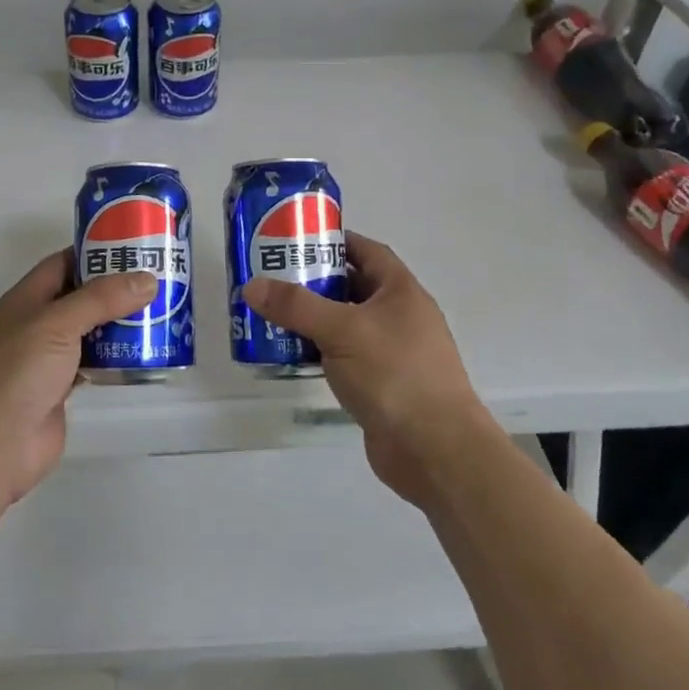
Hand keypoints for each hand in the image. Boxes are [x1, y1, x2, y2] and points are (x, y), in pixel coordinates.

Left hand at [0, 249, 157, 507]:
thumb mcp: (57, 324)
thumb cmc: (17, 373)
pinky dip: (115, 356)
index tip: (136, 246)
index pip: (64, 262)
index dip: (96, 251)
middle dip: (116, 287)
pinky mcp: (60, 389)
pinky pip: (93, 362)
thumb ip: (101, 299)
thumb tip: (147, 279)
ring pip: (89, 330)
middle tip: (160, 279)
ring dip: (119, 323)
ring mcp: (47, 358)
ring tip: (161, 312)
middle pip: (80, 296)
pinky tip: (143, 353)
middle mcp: (36, 323)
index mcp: (26, 298)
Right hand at [242, 233, 491, 505]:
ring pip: (346, 324)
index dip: (335, 241)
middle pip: (353, 287)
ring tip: (272, 314)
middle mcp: (399, 317)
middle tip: (273, 278)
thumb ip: (297, 306)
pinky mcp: (381, 385)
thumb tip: (252, 285)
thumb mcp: (343, 330)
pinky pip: (344, 357)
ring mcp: (392, 353)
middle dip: (315, 281)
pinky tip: (291, 355)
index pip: (367, 251)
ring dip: (313, 319)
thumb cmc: (395, 375)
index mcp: (401, 292)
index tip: (296, 239)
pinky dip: (320, 352)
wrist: (435, 450)